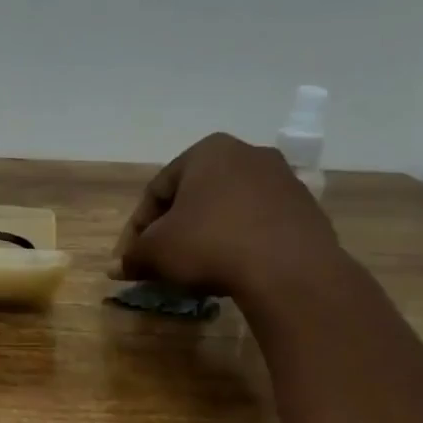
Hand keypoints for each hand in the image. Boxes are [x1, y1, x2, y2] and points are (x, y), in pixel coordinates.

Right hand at [112, 133, 342, 303]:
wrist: (288, 270)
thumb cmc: (209, 245)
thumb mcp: (156, 251)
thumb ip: (133, 255)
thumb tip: (116, 268)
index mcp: (207, 151)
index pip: (157, 190)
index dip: (137, 227)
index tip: (131, 257)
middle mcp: (248, 154)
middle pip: (194, 196)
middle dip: (173, 229)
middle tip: (160, 261)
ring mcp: (283, 180)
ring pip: (228, 209)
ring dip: (206, 235)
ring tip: (195, 268)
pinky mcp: (306, 209)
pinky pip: (258, 224)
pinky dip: (239, 242)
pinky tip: (232, 268)